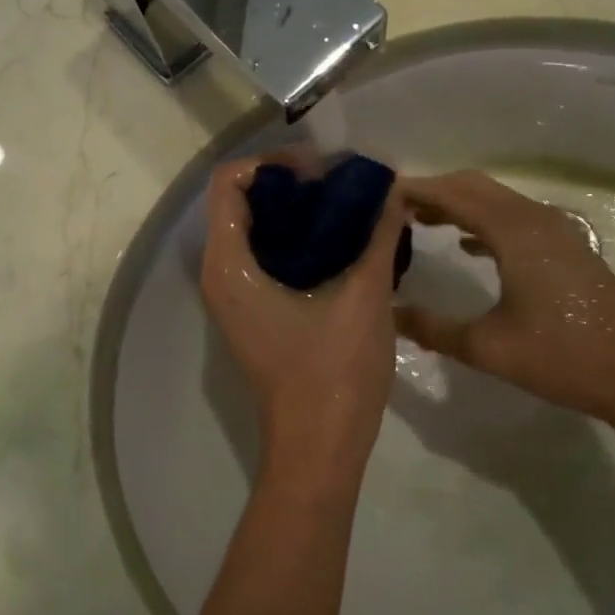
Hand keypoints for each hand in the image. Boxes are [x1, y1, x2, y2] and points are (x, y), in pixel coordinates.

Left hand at [200, 155, 407, 490]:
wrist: (318, 450)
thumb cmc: (334, 375)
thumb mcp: (365, 298)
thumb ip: (378, 238)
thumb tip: (393, 190)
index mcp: (231, 265)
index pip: (229, 183)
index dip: (273, 164)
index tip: (322, 170)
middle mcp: (221, 275)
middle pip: (240, 202)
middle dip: (289, 184)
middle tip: (341, 184)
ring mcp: (235, 296)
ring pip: (253, 230)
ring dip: (295, 212)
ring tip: (347, 207)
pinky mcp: (253, 313)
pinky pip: (265, 256)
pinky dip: (297, 239)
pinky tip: (343, 242)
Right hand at [395, 171, 614, 428]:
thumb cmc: (563, 357)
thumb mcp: (488, 348)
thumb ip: (433, 329)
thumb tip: (390, 314)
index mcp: (514, 232)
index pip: (454, 195)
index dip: (416, 191)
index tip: (379, 196)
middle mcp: (535, 219)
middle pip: (475, 187)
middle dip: (434, 191)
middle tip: (393, 207)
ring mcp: (556, 232)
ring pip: (497, 201)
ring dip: (459, 204)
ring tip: (419, 220)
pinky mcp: (567, 249)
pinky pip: (514, 219)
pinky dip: (483, 221)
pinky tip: (466, 245)